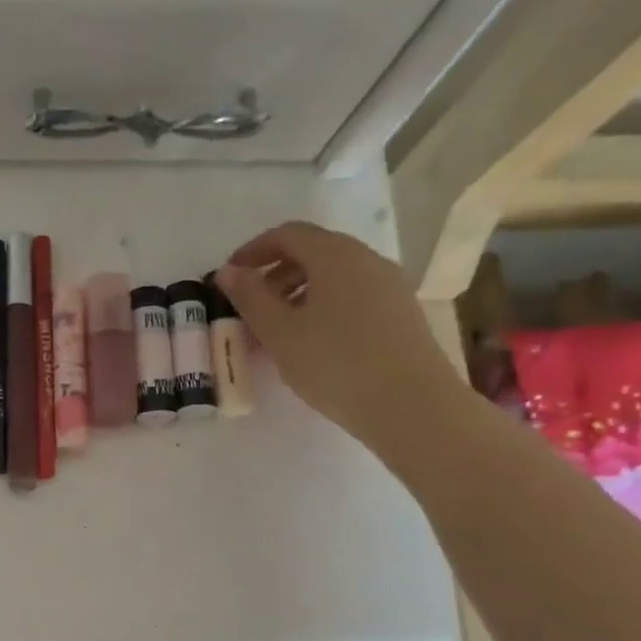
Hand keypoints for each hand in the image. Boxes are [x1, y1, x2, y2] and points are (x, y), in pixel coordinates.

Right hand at [215, 223, 464, 455]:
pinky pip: (351, 297)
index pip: (288, 234)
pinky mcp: (400, 314)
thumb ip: (250, 297)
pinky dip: (321, 309)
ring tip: (274, 334)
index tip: (229, 277)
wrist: (411, 405)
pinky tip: (309, 345)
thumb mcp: (279, 332)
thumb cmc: (335, 363)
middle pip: (312, 253)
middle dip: (274, 276)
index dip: (252, 250)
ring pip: (332, 278)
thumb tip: (228, 271)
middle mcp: (367, 260)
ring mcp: (389, 286)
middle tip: (248, 309)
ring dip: (296, 296)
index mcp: (336, 255)